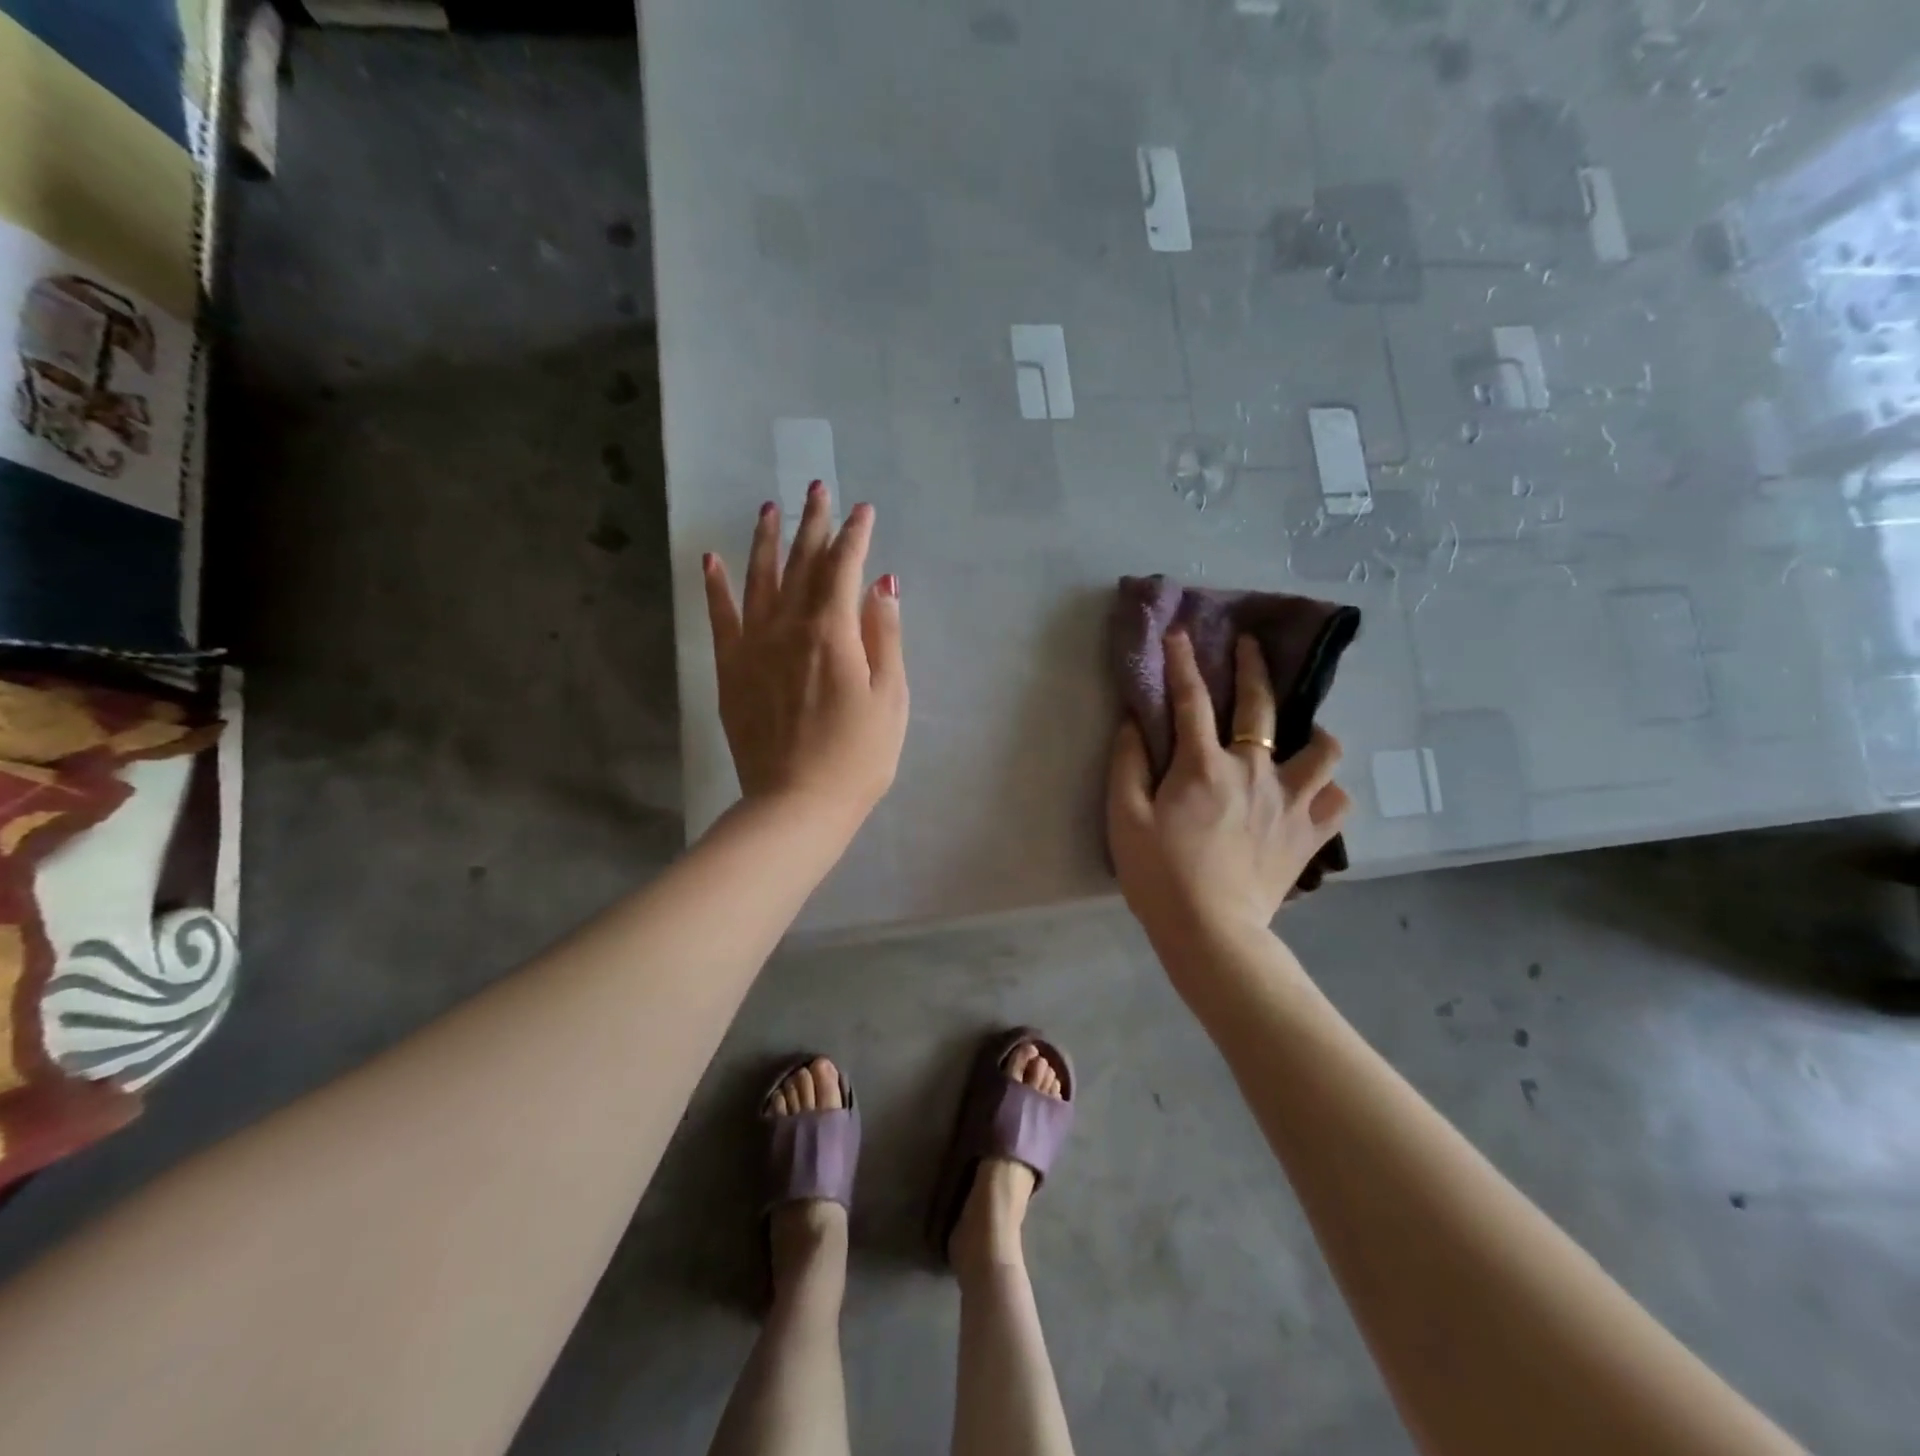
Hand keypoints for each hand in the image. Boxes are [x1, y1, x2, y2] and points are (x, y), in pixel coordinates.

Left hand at [703, 485, 908, 826]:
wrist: (796, 804)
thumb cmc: (857, 757)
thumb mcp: (890, 698)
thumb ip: (886, 636)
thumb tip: (883, 583)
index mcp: (833, 632)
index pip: (845, 568)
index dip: (856, 535)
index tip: (863, 509)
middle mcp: (789, 626)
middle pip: (802, 563)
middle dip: (813, 523)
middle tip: (817, 487)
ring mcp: (754, 646)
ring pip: (759, 579)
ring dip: (765, 540)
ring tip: (769, 507)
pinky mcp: (731, 669)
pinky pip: (720, 617)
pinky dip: (715, 586)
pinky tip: (711, 558)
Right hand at [1108, 631, 1348, 945]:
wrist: (1211, 933)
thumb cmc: (1159, 876)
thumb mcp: (1124, 819)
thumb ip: (1128, 765)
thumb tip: (1134, 723)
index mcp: (1204, 766)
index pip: (1191, 699)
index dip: (1182, 662)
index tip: (1179, 633)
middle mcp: (1255, 771)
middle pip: (1261, 705)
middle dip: (1254, 666)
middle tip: (1250, 645)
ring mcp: (1291, 802)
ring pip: (1324, 748)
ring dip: (1313, 733)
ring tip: (1302, 735)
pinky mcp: (1310, 835)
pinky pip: (1338, 801)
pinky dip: (1328, 791)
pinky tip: (1313, 793)